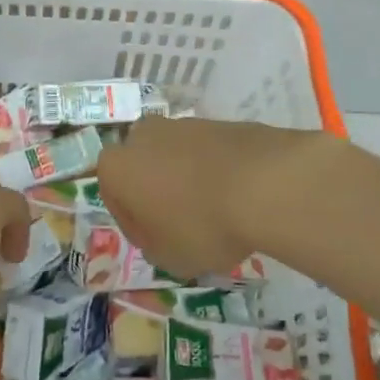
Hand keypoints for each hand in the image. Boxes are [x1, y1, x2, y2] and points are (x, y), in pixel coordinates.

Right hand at [95, 116, 331, 278]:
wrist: (264, 183)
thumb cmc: (201, 225)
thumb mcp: (168, 258)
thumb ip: (153, 245)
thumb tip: (160, 234)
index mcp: (116, 167)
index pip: (115, 201)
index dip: (136, 227)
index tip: (159, 244)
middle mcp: (142, 136)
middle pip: (143, 170)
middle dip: (157, 194)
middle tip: (182, 226)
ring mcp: (182, 124)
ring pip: (175, 158)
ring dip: (186, 181)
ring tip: (215, 212)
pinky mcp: (218, 122)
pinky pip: (207, 153)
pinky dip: (214, 171)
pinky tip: (235, 196)